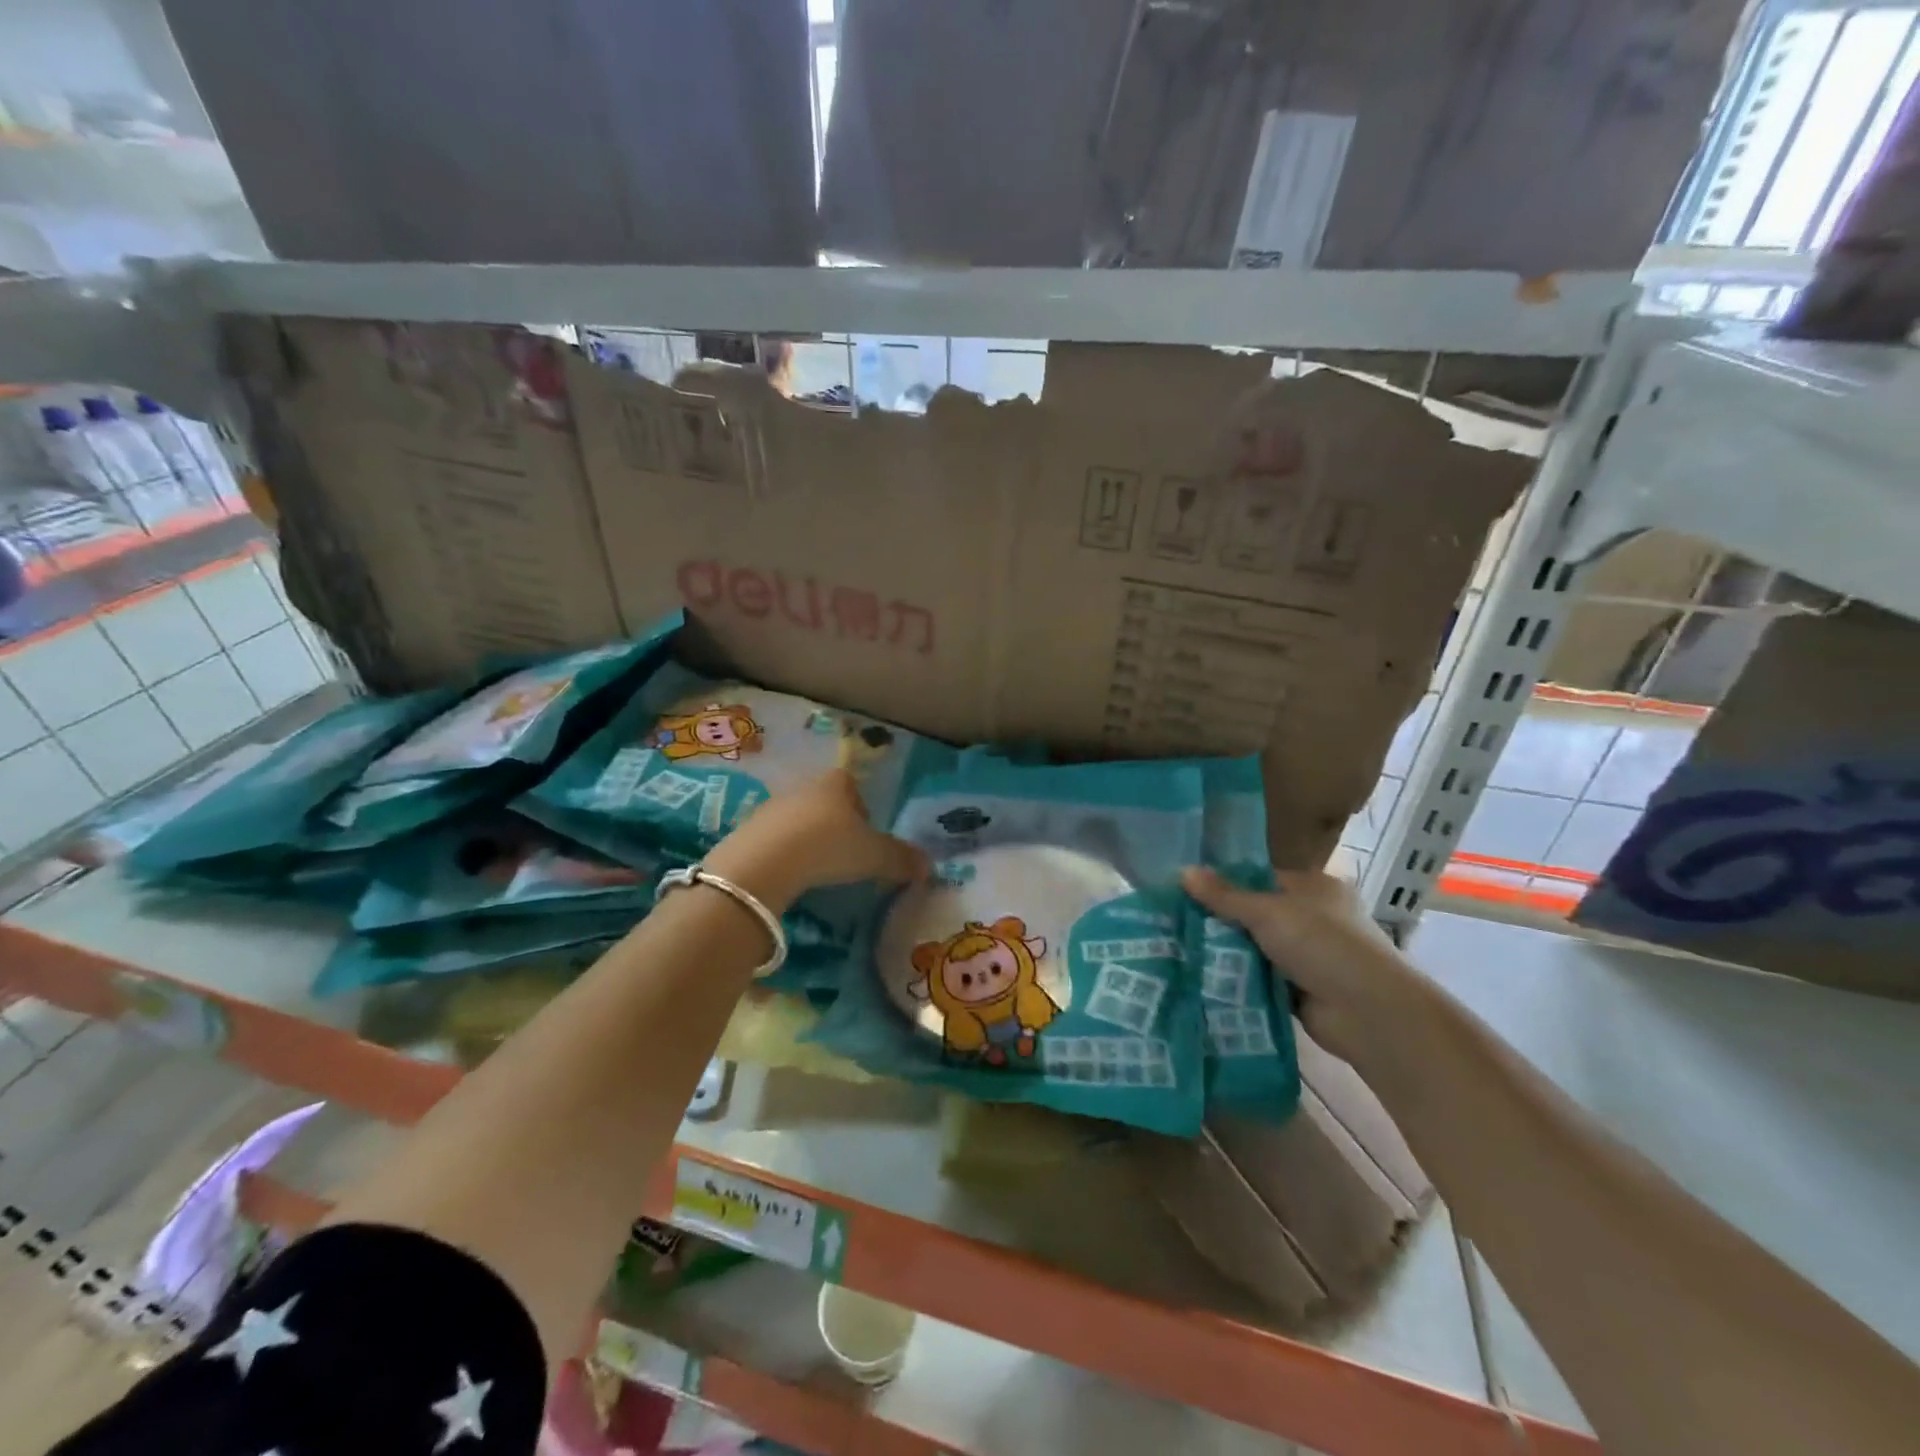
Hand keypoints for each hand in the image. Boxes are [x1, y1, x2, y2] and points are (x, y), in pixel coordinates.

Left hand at [705, 769, 927, 910]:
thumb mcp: (874, 856)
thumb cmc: (828, 847)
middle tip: (843, 855)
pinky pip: (772, 839)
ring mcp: (770, 808)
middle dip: (834, 824)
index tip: (865, 833)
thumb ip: (901, 859)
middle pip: (823, 801)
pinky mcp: (746, 831)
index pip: (850, 783)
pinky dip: (782, 854)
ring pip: (796, 819)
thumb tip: (929, 867)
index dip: (860, 806)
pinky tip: (788, 876)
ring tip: (815, 869)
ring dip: (806, 839)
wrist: (764, 862)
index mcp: (835, 784)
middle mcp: (802, 788)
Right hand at [1182, 867, 1424, 1066]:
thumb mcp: (1268, 912)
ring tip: (1181, 951)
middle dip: (1221, 922)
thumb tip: (1182, 871)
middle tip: (1176, 924)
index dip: (1225, 884)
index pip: (1260, 878)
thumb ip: (1224, 895)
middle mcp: (1314, 918)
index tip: (1186, 892)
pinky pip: (1262, 979)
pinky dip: (1241, 981)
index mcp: (1314, 887)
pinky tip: (1205, 979)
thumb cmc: (1322, 945)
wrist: (1367, 1013)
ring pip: (1257, 949)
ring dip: (1229, 954)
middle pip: (1256, 915)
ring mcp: (1310, 956)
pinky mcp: (1302, 990)